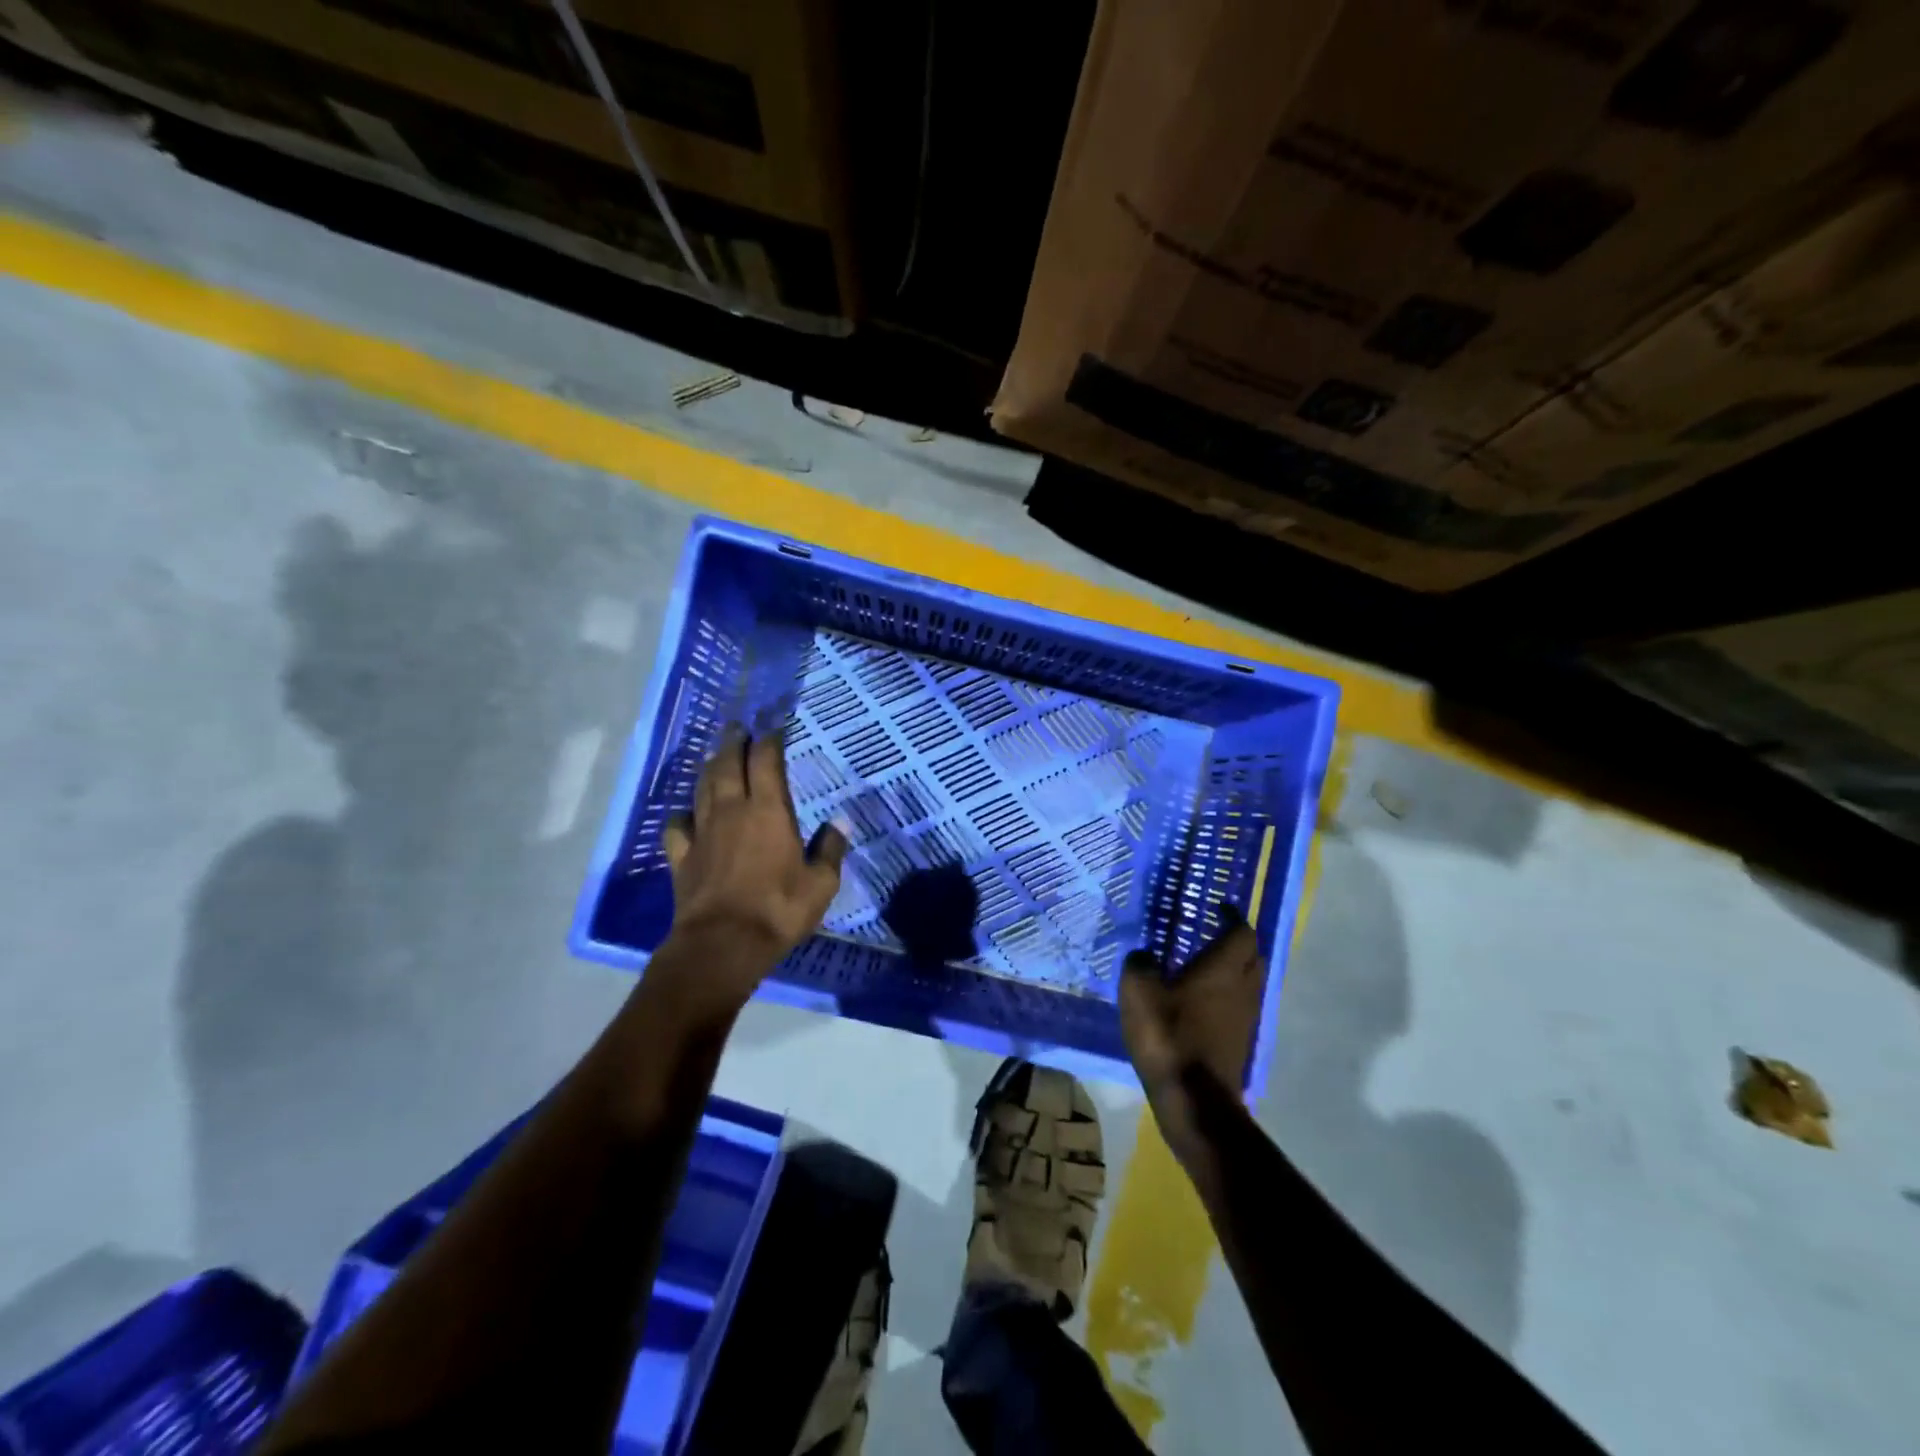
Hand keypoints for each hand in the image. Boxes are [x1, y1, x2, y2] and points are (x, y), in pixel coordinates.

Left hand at [657, 726, 848, 1009]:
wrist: (722, 945)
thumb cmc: (778, 910)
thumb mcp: (820, 884)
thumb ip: (830, 849)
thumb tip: (840, 823)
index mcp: (769, 811)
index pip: (767, 762)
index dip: (770, 741)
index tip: (775, 728)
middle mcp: (732, 811)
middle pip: (728, 764)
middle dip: (734, 742)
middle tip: (738, 728)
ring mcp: (703, 832)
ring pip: (702, 787)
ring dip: (710, 767)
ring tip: (715, 755)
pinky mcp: (682, 856)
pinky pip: (678, 825)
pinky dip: (683, 814)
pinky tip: (687, 814)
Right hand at [1120, 914, 1262, 1158]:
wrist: (1195, 1100)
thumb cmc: (1169, 1036)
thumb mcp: (1139, 992)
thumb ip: (1140, 964)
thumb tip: (1144, 955)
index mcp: (1224, 968)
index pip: (1241, 931)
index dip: (1231, 916)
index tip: (1218, 906)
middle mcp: (1243, 987)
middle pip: (1251, 955)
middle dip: (1236, 941)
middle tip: (1210, 933)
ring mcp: (1246, 1017)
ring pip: (1248, 981)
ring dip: (1233, 969)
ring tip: (1203, 965)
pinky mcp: (1240, 1041)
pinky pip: (1240, 1005)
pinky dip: (1226, 995)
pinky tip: (1200, 1001)